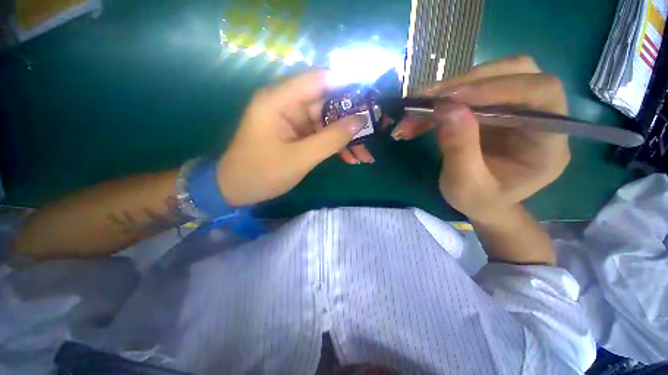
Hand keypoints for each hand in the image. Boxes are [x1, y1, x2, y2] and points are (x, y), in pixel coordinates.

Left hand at [217, 70, 366, 205]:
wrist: (236, 189)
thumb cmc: (262, 173)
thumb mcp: (300, 158)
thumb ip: (331, 139)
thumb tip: (360, 120)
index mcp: (279, 100)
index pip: (319, 79)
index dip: (347, 85)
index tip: (371, 98)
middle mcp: (286, 104)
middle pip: (326, 102)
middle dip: (351, 119)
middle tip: (374, 131)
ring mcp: (292, 120)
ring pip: (326, 122)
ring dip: (345, 138)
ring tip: (365, 154)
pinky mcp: (295, 134)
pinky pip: (320, 134)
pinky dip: (334, 145)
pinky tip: (350, 158)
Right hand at [391, 56, 569, 221]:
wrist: (482, 202)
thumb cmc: (479, 201)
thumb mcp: (464, 185)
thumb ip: (459, 149)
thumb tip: (446, 108)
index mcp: (548, 142)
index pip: (542, 93)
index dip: (498, 87)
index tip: (451, 99)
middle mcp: (540, 116)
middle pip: (516, 72)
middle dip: (467, 83)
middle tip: (427, 99)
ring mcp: (517, 108)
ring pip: (492, 75)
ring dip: (451, 89)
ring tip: (419, 106)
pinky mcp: (496, 108)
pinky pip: (472, 90)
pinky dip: (444, 99)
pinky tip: (422, 115)